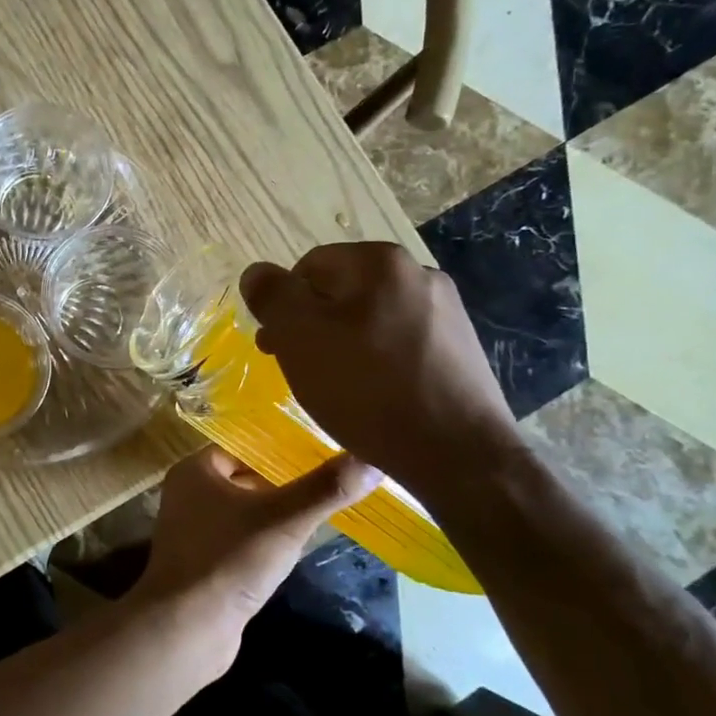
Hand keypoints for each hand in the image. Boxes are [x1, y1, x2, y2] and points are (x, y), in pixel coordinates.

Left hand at [130, 445, 375, 640]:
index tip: (323, 452)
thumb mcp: (284, 520)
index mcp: (195, 470)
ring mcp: (194, 530)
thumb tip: (372, 459)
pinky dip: (264, 540)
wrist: (186, 630)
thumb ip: (326, 489)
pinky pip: (240, 539)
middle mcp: (188, 493)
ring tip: (321, 510)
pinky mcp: (204, 562)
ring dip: (277, 513)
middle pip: (245, 477)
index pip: (244, 445)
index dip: (281, 449)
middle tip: (329, 483)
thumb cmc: (229, 561)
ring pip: (245, 510)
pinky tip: (294, 548)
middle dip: (284, 483)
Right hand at [240, 243, 522, 506]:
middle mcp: (419, 273)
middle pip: (341, 292)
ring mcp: (447, 312)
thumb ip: (272, 296)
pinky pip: (400, 344)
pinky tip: (373, 396)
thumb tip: (256, 272)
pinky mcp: (460, 349)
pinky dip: (377, 363)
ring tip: (335, 387)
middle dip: (312, 326)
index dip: (283, 306)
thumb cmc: (366, 388)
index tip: (276, 348)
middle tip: (299, 369)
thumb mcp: (299, 336)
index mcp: (380, 261)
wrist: (457, 454)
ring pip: (370, 319)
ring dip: (343, 345)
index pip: (309, 267)